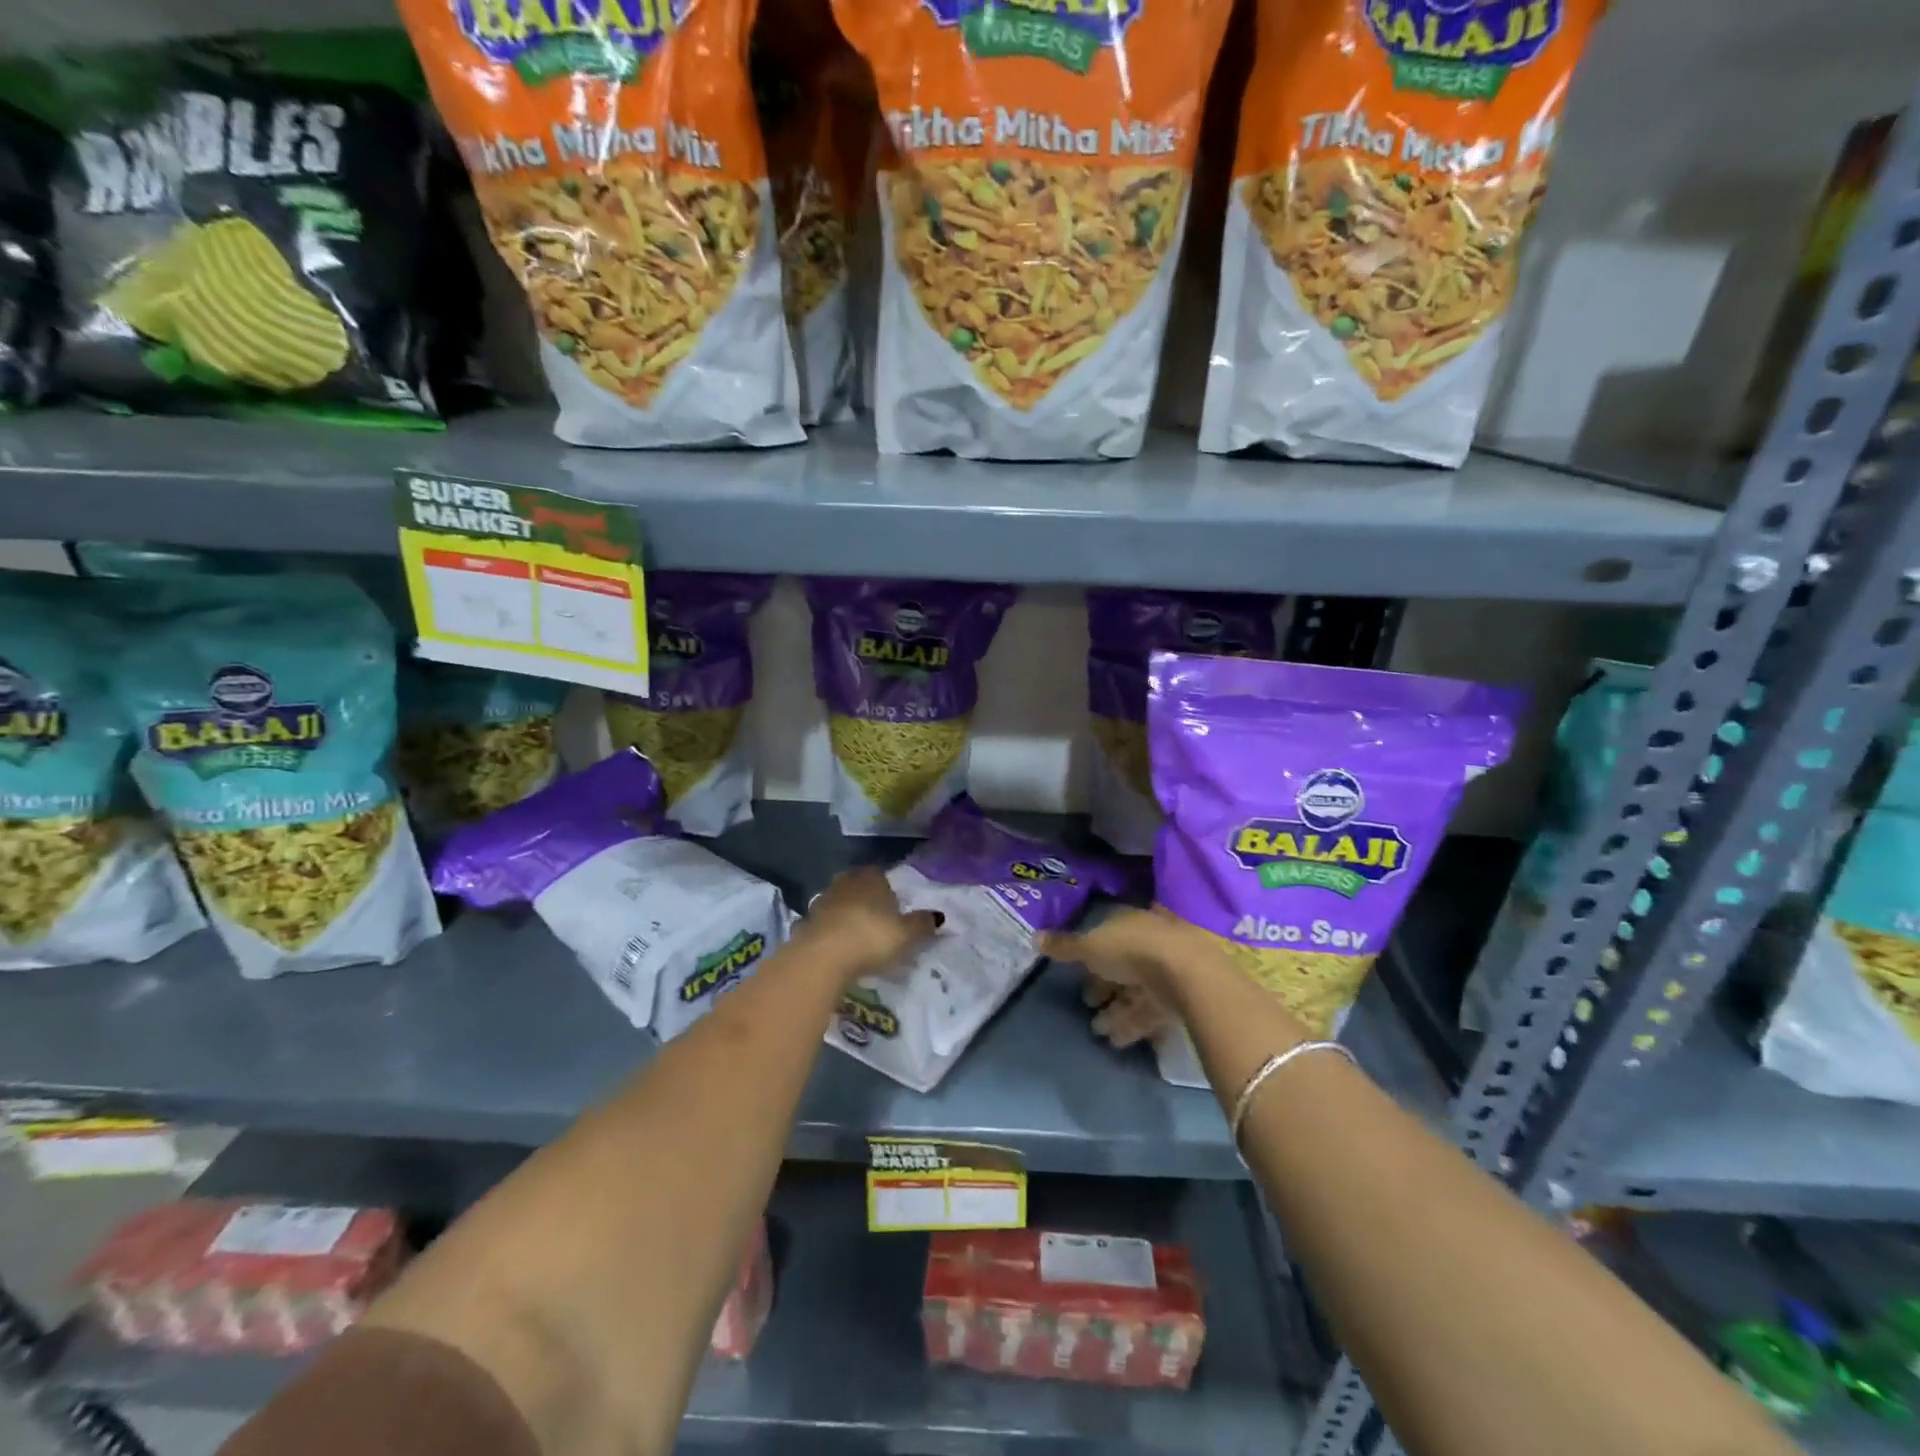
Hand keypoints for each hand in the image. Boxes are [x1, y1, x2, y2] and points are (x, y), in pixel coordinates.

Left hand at [800, 867, 940, 982]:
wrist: (823, 956)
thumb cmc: (871, 937)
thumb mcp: (906, 934)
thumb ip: (922, 924)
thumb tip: (939, 916)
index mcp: (871, 879)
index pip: (879, 874)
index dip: (886, 889)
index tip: (892, 907)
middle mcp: (845, 883)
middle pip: (856, 885)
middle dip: (864, 899)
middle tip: (875, 919)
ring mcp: (822, 901)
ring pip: (837, 903)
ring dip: (844, 915)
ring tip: (855, 936)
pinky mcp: (805, 923)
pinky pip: (822, 924)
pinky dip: (829, 932)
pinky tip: (835, 948)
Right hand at [1039, 907, 1199, 1049]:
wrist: (1185, 973)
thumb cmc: (1131, 950)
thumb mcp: (1090, 947)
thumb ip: (1065, 947)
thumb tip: (1035, 936)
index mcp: (1128, 921)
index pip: (1106, 935)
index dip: (1090, 955)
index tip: (1076, 973)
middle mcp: (1148, 940)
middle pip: (1121, 964)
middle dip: (1103, 986)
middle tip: (1087, 1004)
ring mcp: (1166, 968)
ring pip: (1135, 990)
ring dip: (1116, 1011)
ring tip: (1098, 1032)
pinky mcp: (1179, 995)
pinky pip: (1149, 1009)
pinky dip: (1132, 1024)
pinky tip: (1117, 1041)